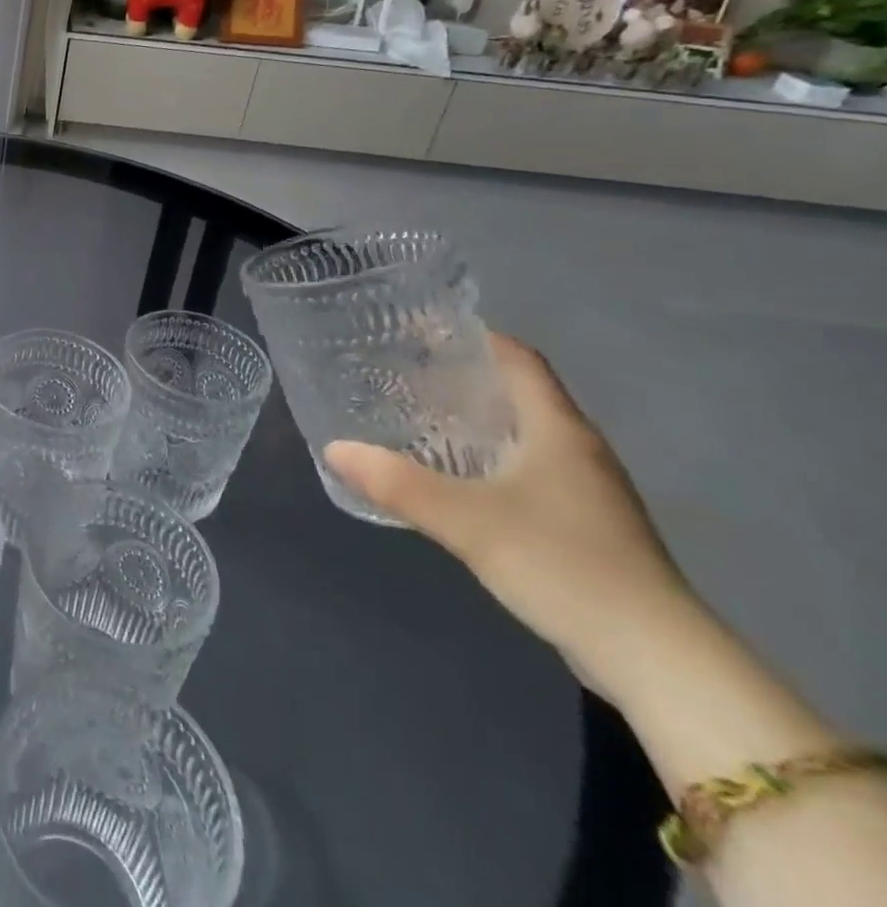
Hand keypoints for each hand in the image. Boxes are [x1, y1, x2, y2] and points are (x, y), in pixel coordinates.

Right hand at [325, 333, 696, 698]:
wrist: (655, 659)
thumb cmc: (563, 565)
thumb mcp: (466, 520)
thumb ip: (397, 482)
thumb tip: (334, 448)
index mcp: (558, 430)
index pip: (519, 359)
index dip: (475, 337)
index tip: (420, 331)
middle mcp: (578, 449)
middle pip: (521, 393)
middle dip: (465, 377)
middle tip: (404, 372)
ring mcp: (588, 491)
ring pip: (525, 434)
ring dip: (477, 420)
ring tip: (419, 417)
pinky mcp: (587, 526)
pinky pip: (529, 470)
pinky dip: (490, 458)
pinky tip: (457, 476)